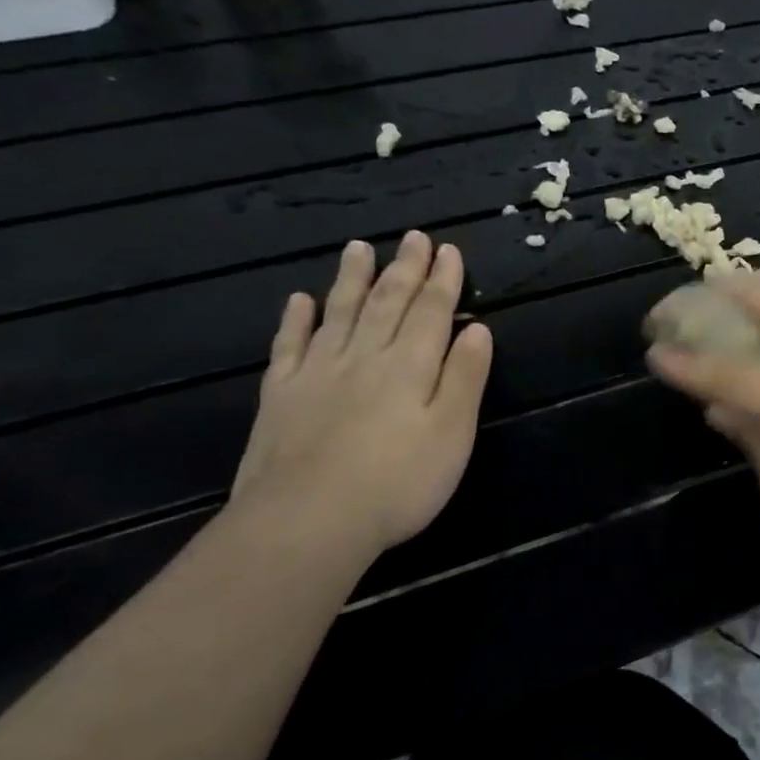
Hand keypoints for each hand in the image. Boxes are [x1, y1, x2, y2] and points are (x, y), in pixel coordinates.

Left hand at [231, 231, 492, 556]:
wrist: (306, 522)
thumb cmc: (397, 482)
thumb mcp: (452, 433)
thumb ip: (464, 377)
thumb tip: (478, 328)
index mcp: (410, 366)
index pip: (432, 311)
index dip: (443, 279)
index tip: (449, 250)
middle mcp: (364, 357)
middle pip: (387, 303)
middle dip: (404, 269)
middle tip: (412, 237)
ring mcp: (317, 374)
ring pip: (339, 313)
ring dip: (352, 279)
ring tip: (359, 248)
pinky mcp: (280, 397)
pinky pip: (289, 346)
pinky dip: (296, 320)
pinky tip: (300, 300)